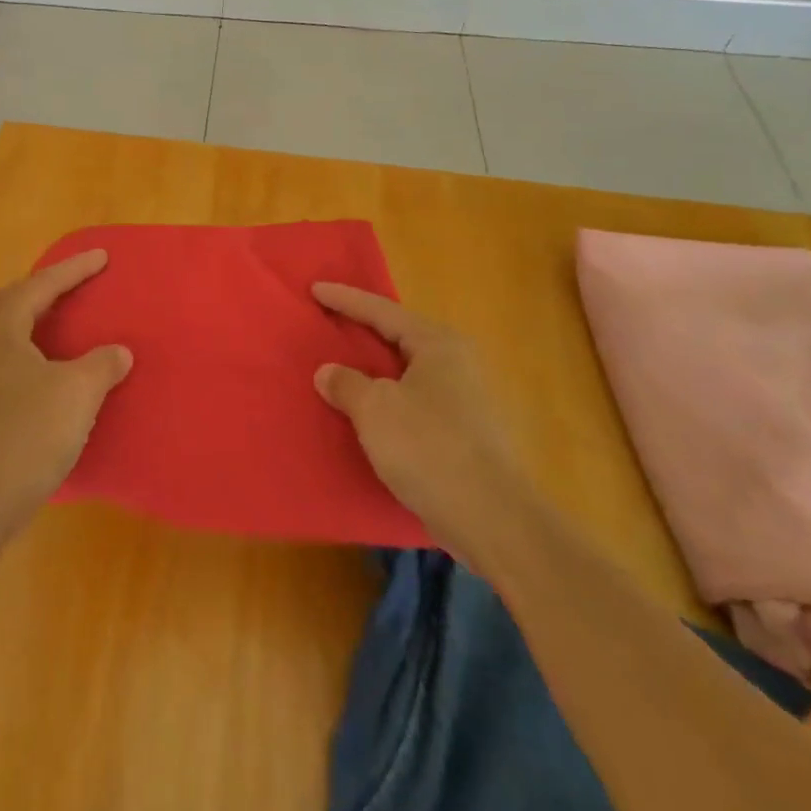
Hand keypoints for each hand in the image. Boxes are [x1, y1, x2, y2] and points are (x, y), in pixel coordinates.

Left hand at [0, 249, 131, 546]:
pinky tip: (52, 370)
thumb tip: (119, 352)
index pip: (43, 285)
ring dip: (34, 319)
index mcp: (3, 327)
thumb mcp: (77, 392)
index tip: (103, 257)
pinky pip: (10, 356)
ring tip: (62, 321)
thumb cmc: (27, 433)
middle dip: (41, 288)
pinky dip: (33, 348)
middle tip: (71, 285)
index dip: (75, 270)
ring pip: (6, 330)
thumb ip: (102, 364)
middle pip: (11, 299)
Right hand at [312, 283, 523, 558]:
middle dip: (363, 330)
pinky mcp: (466, 434)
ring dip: (375, 369)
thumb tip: (329, 373)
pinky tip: (368, 412)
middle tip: (328, 321)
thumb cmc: (430, 448)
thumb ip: (346, 383)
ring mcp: (466, 400)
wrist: (495, 521)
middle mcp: (457, 363)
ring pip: (407, 372)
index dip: (345, 299)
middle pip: (399, 336)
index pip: (382, 310)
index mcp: (438, 344)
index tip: (315, 289)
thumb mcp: (375, 409)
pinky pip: (414, 401)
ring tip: (342, 366)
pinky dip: (388, 399)